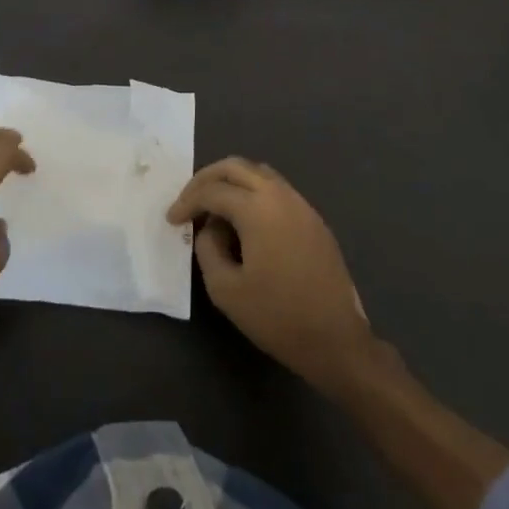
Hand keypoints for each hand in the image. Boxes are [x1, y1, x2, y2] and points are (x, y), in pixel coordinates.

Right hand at [167, 157, 375, 393]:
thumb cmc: (277, 316)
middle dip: (206, 179)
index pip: (212, 191)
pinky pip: (277, 191)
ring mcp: (302, 205)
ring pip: (258, 173)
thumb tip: (210, 228)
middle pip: (235, 167)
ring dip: (231, 183)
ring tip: (214, 209)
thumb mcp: (225, 289)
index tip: (172, 220)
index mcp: (257, 208)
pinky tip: (245, 223)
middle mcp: (280, 195)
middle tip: (188, 201)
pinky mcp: (314, 220)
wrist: (337, 341)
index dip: (186, 202)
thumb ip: (207, 248)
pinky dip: (253, 194)